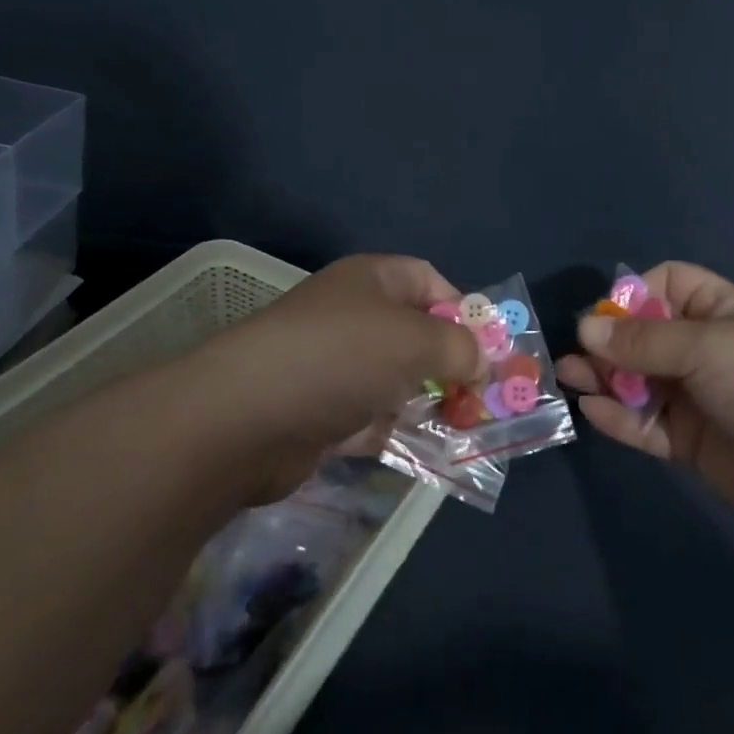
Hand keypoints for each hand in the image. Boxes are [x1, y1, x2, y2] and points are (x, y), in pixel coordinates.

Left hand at [185, 254, 485, 502]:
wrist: (243, 420)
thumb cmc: (339, 357)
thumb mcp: (414, 340)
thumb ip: (458, 348)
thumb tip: (482, 360)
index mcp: (370, 281)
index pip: (428, 281)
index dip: (463, 309)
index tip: (490, 347)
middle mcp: (352, 317)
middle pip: (415, 333)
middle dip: (452, 363)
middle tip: (485, 396)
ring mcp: (333, 367)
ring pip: (396, 380)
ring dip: (430, 402)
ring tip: (468, 428)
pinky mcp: (320, 415)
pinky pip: (372, 419)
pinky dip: (399, 432)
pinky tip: (431, 453)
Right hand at [558, 262, 733, 538]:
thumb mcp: (705, 346)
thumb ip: (642, 340)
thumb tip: (585, 328)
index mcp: (718, 309)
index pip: (666, 284)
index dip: (632, 295)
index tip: (605, 317)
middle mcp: (704, 347)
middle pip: (643, 335)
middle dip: (608, 342)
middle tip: (573, 355)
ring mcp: (696, 395)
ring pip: (638, 380)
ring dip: (604, 378)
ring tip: (568, 378)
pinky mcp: (689, 439)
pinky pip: (645, 422)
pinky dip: (618, 417)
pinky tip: (592, 410)